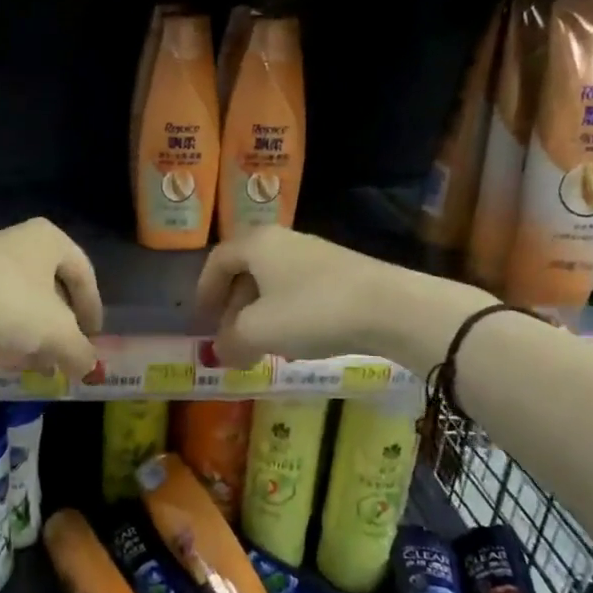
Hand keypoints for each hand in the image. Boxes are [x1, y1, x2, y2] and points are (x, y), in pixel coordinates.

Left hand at [0, 217, 103, 378]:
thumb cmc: (11, 303)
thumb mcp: (57, 332)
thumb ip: (80, 350)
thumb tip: (90, 367)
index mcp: (49, 239)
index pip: (83, 273)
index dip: (93, 308)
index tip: (93, 338)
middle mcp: (19, 241)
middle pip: (51, 287)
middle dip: (61, 326)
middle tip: (65, 354)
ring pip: (22, 299)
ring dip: (34, 333)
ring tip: (37, 364)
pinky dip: (7, 331)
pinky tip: (7, 356)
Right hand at [196, 226, 493, 372]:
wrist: (391, 308)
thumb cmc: (311, 311)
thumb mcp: (257, 332)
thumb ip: (230, 341)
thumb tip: (222, 351)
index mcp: (256, 244)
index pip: (217, 260)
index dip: (204, 290)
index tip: (201, 319)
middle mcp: (283, 241)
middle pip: (246, 270)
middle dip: (233, 306)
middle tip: (229, 337)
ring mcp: (316, 255)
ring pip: (274, 282)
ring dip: (260, 313)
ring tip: (261, 345)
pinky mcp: (342, 273)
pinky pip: (300, 290)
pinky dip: (287, 314)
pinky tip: (296, 341)